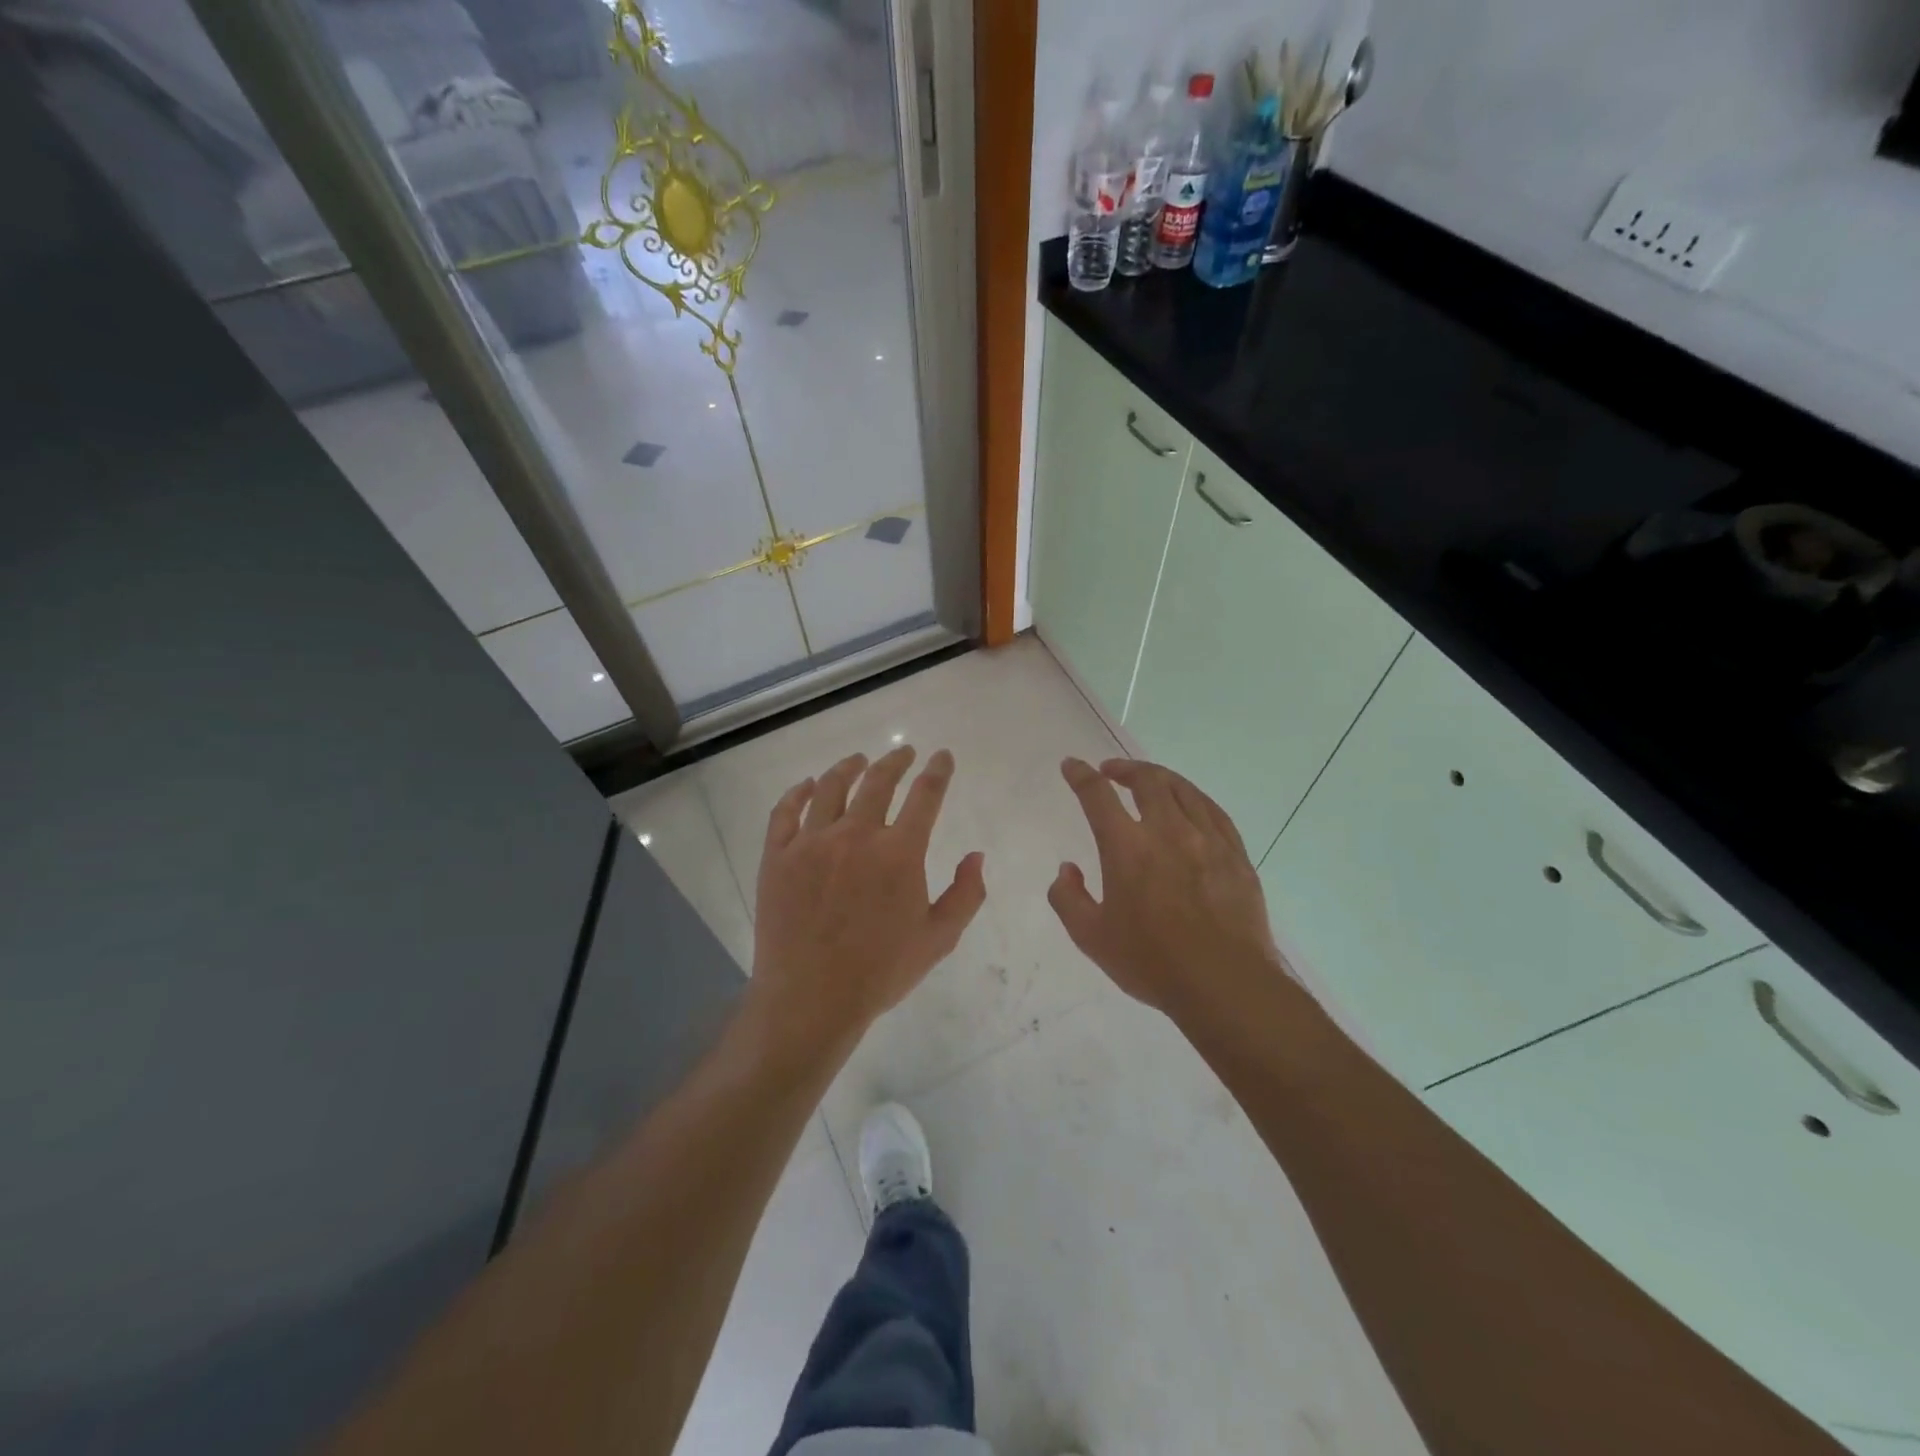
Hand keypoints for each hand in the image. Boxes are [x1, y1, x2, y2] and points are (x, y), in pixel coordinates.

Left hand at [748, 746, 986, 1057]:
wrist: (811, 999)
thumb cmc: (880, 972)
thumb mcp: (939, 939)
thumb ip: (966, 894)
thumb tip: (976, 856)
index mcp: (899, 853)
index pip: (926, 796)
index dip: (937, 771)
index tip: (941, 756)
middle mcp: (856, 835)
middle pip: (878, 781)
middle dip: (895, 761)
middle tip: (903, 752)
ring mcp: (811, 843)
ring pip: (830, 787)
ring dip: (848, 767)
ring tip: (857, 760)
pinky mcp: (777, 856)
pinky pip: (785, 811)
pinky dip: (798, 792)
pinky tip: (806, 785)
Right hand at [1048, 758, 1285, 1018]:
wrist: (1224, 984)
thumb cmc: (1152, 962)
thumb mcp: (1091, 938)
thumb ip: (1068, 899)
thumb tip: (1067, 871)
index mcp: (1127, 848)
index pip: (1097, 796)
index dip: (1080, 775)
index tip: (1072, 766)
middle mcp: (1167, 831)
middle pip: (1146, 781)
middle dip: (1124, 769)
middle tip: (1111, 771)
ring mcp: (1207, 840)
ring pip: (1183, 790)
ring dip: (1159, 777)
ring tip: (1148, 779)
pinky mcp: (1236, 854)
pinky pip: (1214, 811)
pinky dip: (1194, 798)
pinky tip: (1190, 804)